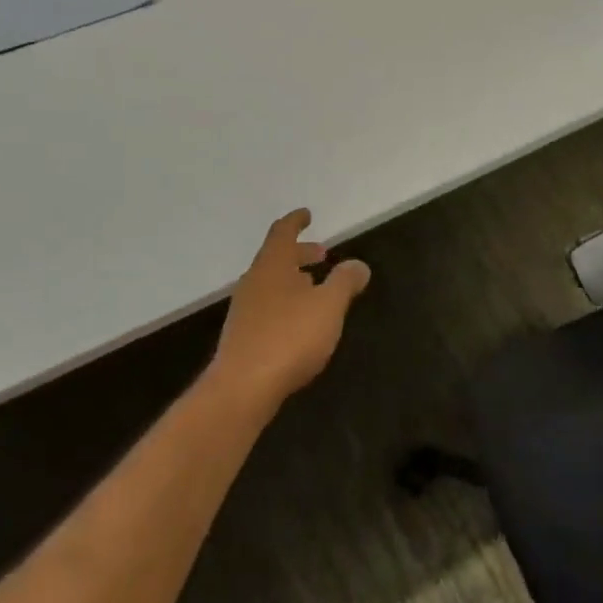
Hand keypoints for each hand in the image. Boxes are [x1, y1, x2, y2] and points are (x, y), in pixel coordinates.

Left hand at [212, 210, 370, 410]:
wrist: (243, 388)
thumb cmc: (289, 337)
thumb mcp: (329, 306)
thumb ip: (345, 282)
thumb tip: (358, 265)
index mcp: (272, 266)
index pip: (282, 233)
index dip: (296, 222)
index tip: (307, 214)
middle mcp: (254, 282)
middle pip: (276, 258)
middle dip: (300, 253)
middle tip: (322, 254)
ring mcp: (245, 311)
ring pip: (272, 284)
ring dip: (294, 279)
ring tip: (316, 287)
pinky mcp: (244, 337)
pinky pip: (268, 306)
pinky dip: (287, 302)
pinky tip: (301, 320)